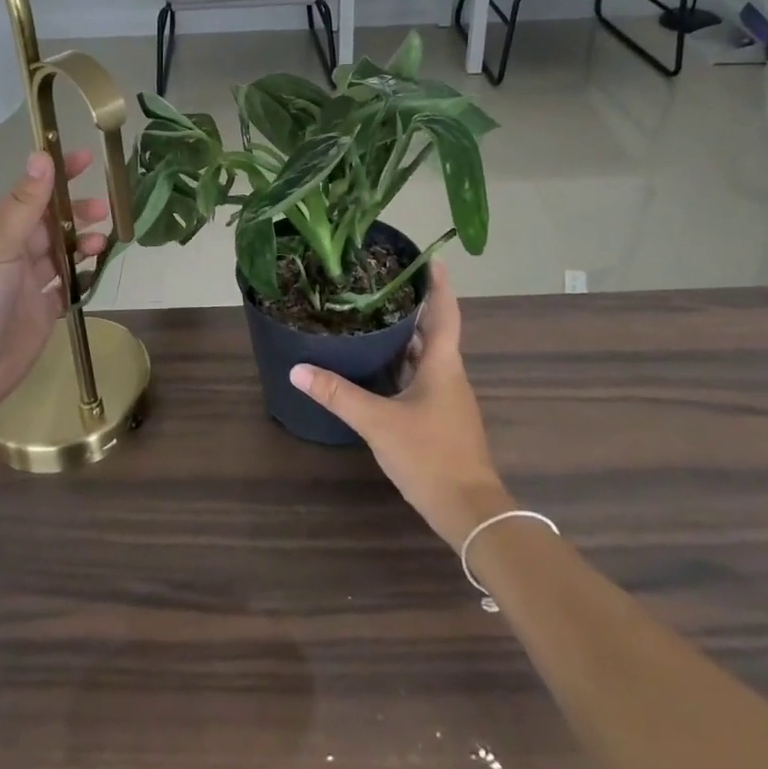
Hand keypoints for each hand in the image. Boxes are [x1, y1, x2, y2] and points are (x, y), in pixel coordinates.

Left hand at [0, 148, 110, 417]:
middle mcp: (12, 253)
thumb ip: (25, 204)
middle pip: (51, 223)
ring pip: (62, 253)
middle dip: (77, 212)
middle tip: (105, 209)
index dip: (56, 175)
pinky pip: (68, 287)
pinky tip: (98, 272)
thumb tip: (41, 156)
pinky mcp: (42, 312)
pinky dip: (83, 277)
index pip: (31, 193)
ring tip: (104, 243)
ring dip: (84, 243)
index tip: (85, 158)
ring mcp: (27, 284)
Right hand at [291, 263, 513, 549]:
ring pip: (428, 356)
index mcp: (443, 364)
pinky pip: (422, 378)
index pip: (444, 312)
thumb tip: (298, 369)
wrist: (469, 511)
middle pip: (435, 330)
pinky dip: (404, 364)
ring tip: (376, 316)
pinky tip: (380, 367)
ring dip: (408, 335)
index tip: (430, 257)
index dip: (438, 284)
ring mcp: (448, 398)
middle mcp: (449, 375)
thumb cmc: (430, 455)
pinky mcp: (442, 418)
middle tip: (383, 283)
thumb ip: (338, 395)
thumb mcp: (378, 422)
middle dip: (414, 306)